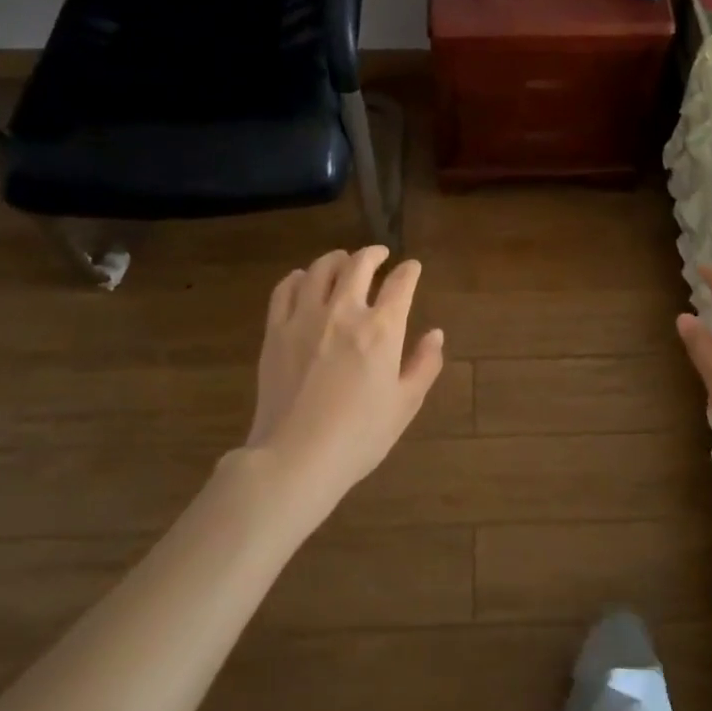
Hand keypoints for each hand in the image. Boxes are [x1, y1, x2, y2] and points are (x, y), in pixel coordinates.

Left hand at [244, 247, 445, 511]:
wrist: (295, 457)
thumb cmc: (359, 435)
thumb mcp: (405, 404)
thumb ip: (424, 364)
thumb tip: (435, 334)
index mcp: (381, 329)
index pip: (400, 284)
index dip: (409, 271)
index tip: (412, 268)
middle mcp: (344, 312)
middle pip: (358, 265)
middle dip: (373, 254)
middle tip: (380, 254)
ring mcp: (305, 318)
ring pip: (320, 269)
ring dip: (336, 259)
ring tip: (343, 261)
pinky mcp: (276, 330)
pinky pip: (285, 289)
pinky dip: (298, 277)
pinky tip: (303, 280)